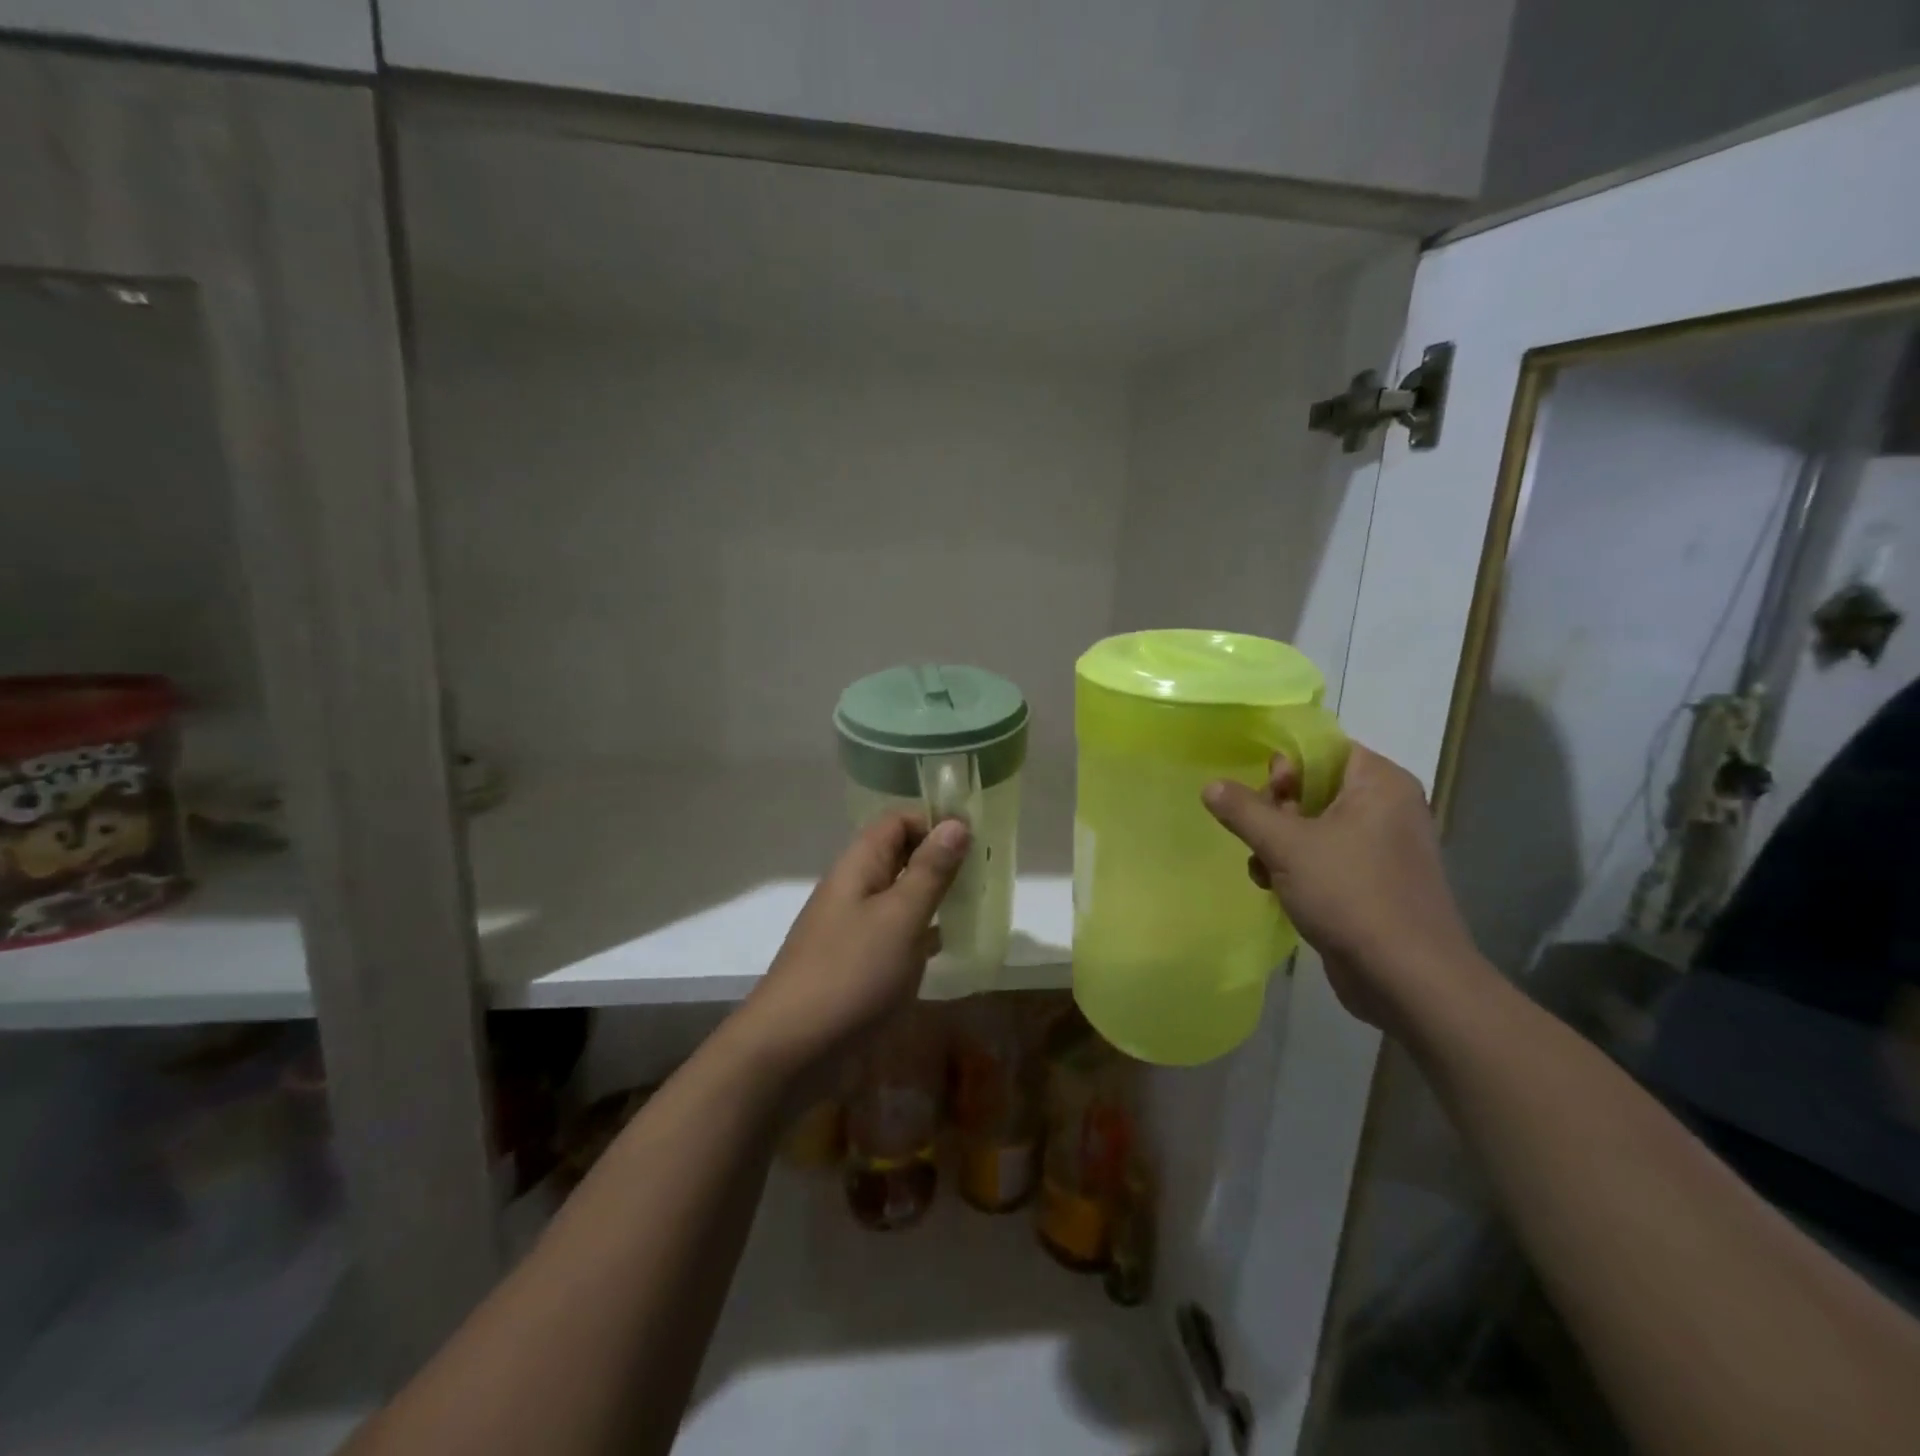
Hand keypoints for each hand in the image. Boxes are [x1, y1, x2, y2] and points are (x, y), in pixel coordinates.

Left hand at [733, 812, 970, 1082]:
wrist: (792, 1049)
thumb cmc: (851, 974)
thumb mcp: (900, 917)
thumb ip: (930, 871)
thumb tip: (955, 823)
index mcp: (859, 865)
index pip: (898, 821)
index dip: (935, 822)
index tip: (976, 840)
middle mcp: (854, 888)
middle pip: (900, 856)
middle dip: (941, 860)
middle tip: (984, 874)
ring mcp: (854, 928)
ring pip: (900, 897)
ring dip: (935, 897)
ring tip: (976, 906)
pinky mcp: (858, 964)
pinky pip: (896, 934)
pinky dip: (922, 934)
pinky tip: (948, 947)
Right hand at [1202, 744, 1489, 1034]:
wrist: (1407, 979)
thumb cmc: (1351, 895)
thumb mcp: (1286, 846)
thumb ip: (1244, 810)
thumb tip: (1211, 785)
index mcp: (1380, 784)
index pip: (1324, 749)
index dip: (1287, 764)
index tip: (1263, 791)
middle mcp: (1387, 808)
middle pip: (1315, 787)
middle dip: (1276, 809)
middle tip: (1259, 833)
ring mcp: (1382, 848)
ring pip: (1314, 825)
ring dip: (1278, 842)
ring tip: (1262, 867)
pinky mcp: (1373, 883)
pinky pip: (1326, 857)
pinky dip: (1297, 867)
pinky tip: (1275, 888)